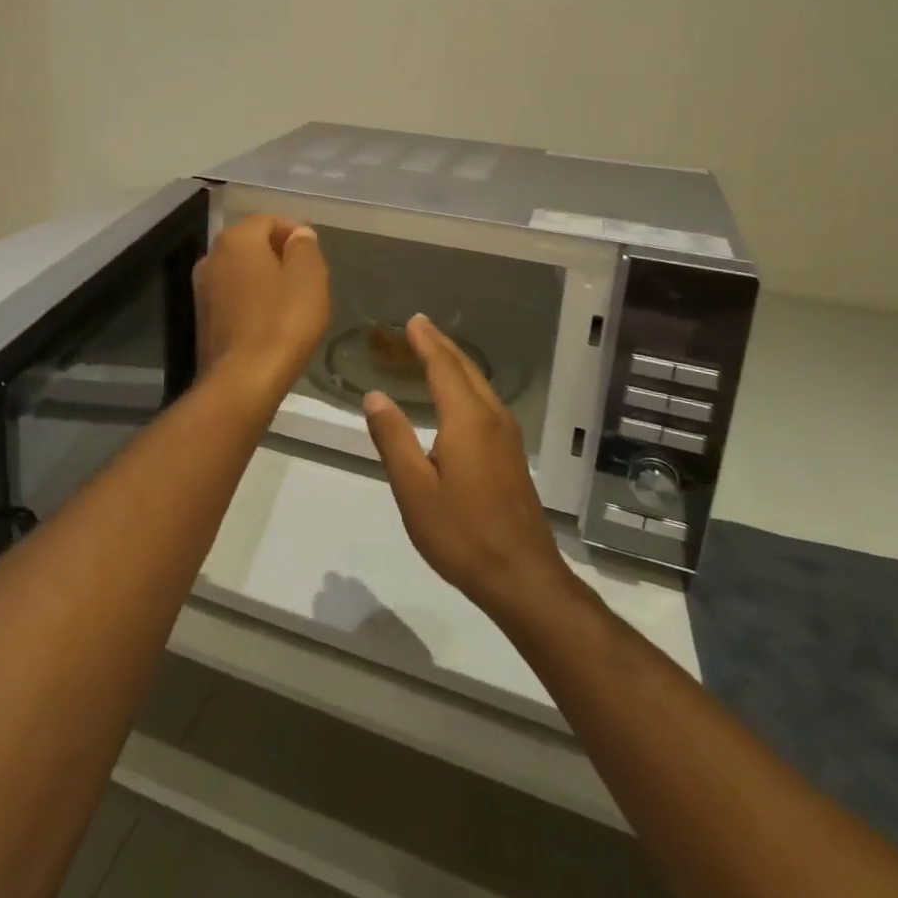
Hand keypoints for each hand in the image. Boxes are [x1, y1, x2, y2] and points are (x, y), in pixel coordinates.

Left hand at [193, 214, 330, 395]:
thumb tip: (299, 234)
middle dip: (278, 254)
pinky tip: (270, 321)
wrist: (242, 380)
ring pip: (240, 270)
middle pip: (251, 243)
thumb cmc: (282, 322)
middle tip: (306, 279)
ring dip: (264, 278)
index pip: (268, 219)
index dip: (294, 232)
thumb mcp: (309, 278)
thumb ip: (304, 248)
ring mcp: (202, 288)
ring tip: (290, 301)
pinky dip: (251, 300)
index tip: (314, 256)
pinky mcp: (202, 317)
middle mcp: (212, 256)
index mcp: (237, 239)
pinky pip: (232, 296)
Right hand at [364, 315, 574, 622]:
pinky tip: (458, 396)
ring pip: (479, 384)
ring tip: (434, 350)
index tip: (412, 320)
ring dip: (455, 362)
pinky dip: (466, 384)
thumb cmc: (462, 533)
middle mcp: (491, 418)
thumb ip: (393, 438)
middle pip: (465, 369)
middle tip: (420, 326)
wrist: (523, 577)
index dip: (426, 342)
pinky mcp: (511, 455)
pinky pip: (485, 402)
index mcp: (467, 420)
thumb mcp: (414, 489)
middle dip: (442, 345)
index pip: (444, 367)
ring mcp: (507, 437)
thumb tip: (375, 396)